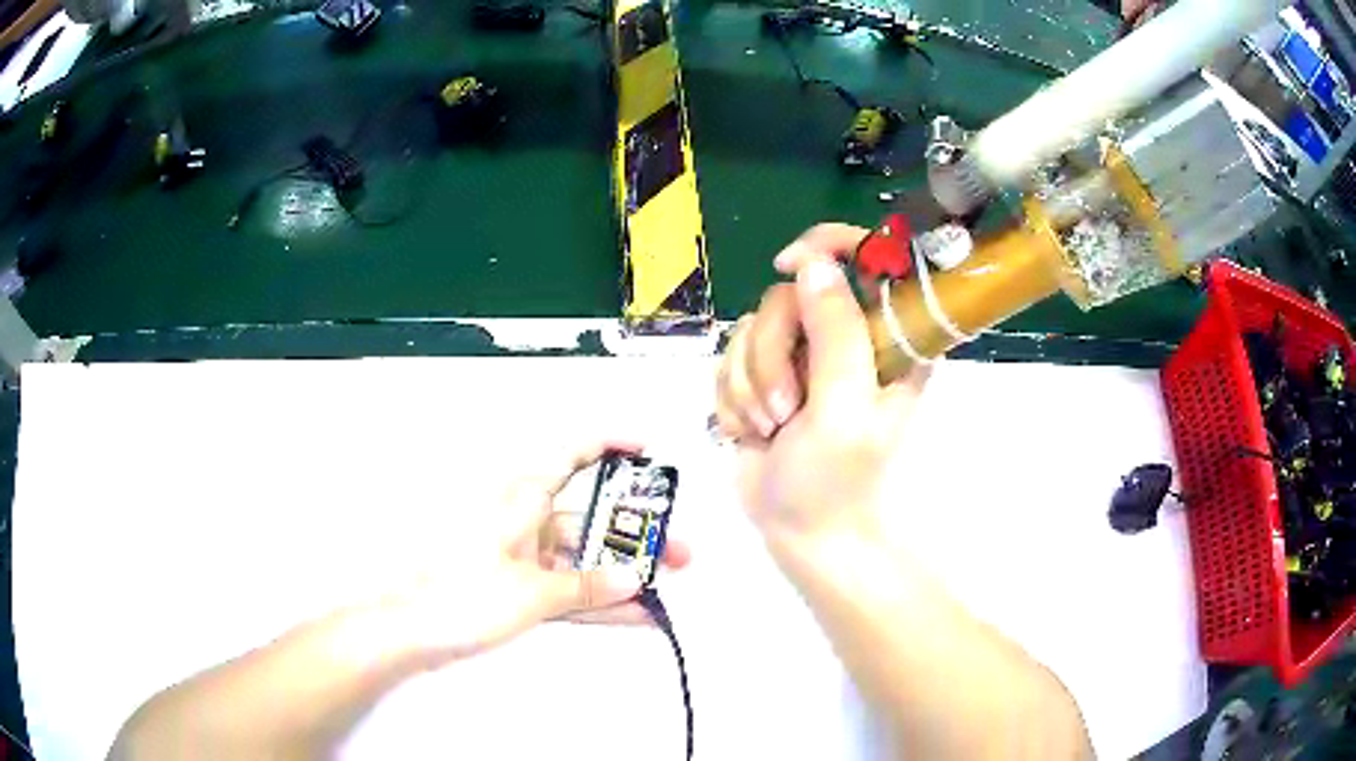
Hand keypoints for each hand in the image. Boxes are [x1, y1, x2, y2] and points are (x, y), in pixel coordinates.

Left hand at [391, 441, 690, 661]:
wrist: (409, 632)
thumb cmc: (458, 596)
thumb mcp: (533, 593)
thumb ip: (587, 587)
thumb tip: (631, 580)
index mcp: (521, 499)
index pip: (571, 455)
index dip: (609, 445)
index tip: (645, 450)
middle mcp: (523, 520)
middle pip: (588, 517)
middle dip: (632, 535)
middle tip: (673, 551)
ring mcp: (520, 556)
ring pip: (580, 557)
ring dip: (618, 573)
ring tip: (660, 587)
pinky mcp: (516, 587)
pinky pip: (566, 587)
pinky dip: (594, 599)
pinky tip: (629, 614)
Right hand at [715, 224, 929, 540]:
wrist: (800, 534)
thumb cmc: (838, 480)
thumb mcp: (845, 406)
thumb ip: (835, 332)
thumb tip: (813, 264)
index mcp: (886, 338)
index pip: (867, 261)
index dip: (828, 247)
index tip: (789, 264)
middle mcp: (844, 337)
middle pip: (786, 296)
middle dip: (771, 357)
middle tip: (786, 410)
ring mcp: (800, 356)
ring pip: (749, 329)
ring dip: (750, 386)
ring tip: (771, 429)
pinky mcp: (763, 376)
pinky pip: (728, 359)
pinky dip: (733, 399)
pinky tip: (751, 432)